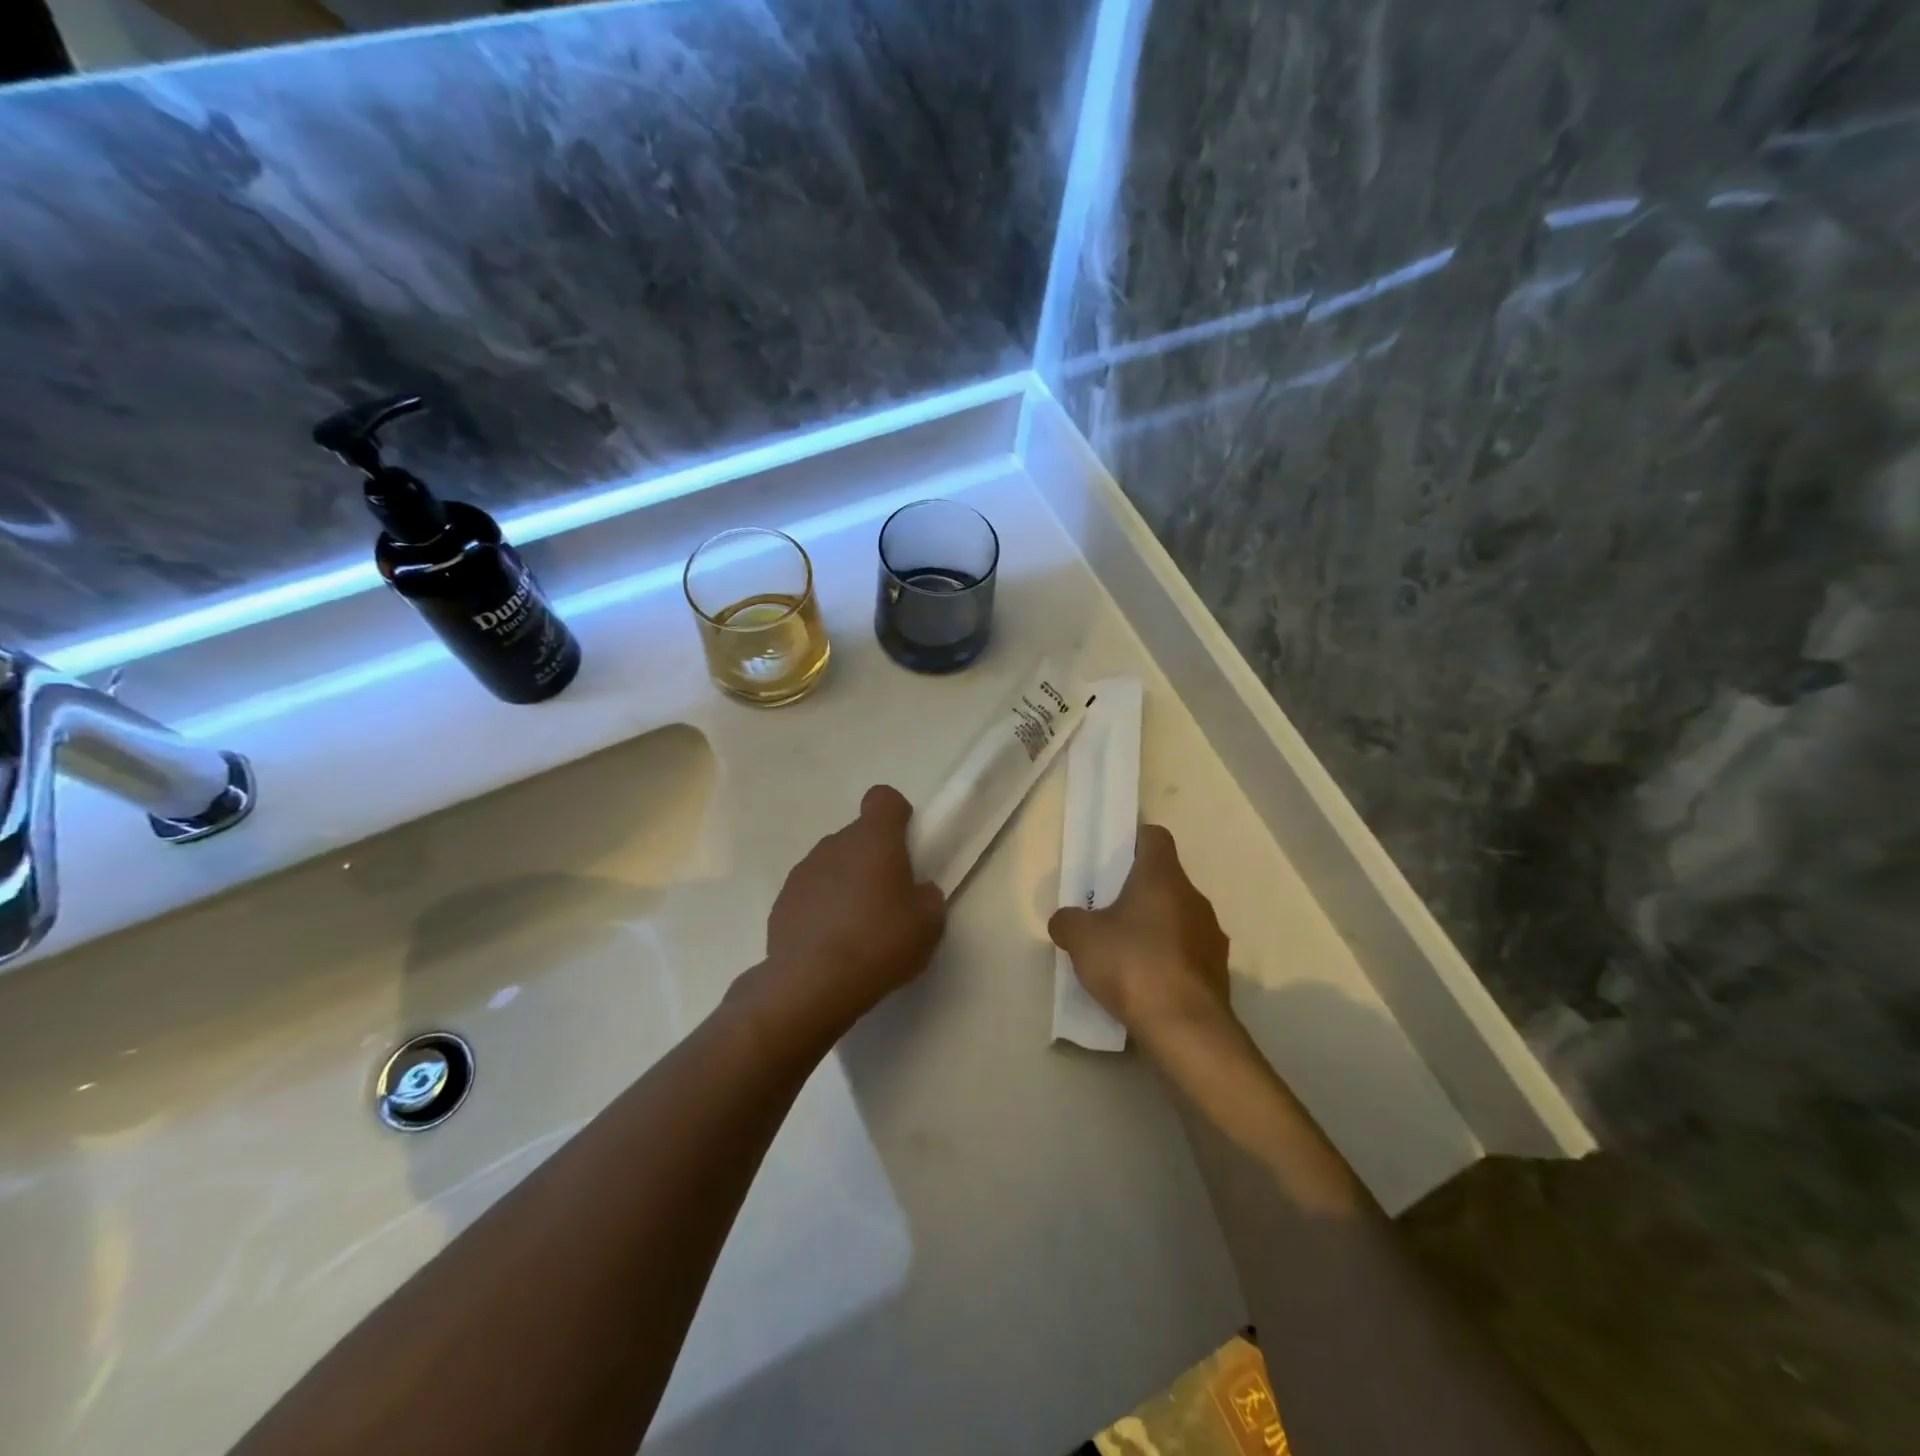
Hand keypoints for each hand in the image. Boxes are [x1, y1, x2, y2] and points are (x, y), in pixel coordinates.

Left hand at [761, 785, 946, 1033]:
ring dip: (846, 883)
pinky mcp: (782, 902)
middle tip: (889, 899)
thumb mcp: (928, 923)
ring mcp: (803, 872)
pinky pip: (811, 894)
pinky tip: (830, 944)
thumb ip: (927, 897)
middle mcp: (834, 844)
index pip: (883, 799)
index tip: (905, 844)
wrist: (812, 985)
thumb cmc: (879, 943)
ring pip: (833, 865)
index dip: (896, 815)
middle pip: (858, 836)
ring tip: (857, 928)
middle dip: (873, 858)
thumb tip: (916, 893)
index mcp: (874, 839)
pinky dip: (822, 909)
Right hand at [1048, 824, 1232, 1044]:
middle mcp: (1194, 898)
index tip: (1112, 859)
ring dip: (1155, 928)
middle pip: (1165, 880)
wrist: (1186, 1029)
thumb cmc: (1132, 965)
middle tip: (1107, 911)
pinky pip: (1187, 953)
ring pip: (1178, 917)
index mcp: (1163, 877)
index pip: (1154, 837)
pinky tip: (1146, 983)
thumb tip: (1066, 920)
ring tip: (1125, 953)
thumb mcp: (1081, 938)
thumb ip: (1068, 921)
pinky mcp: (1218, 972)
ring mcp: (1211, 936)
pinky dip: (1168, 960)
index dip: (1133, 841)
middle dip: (1137, 892)